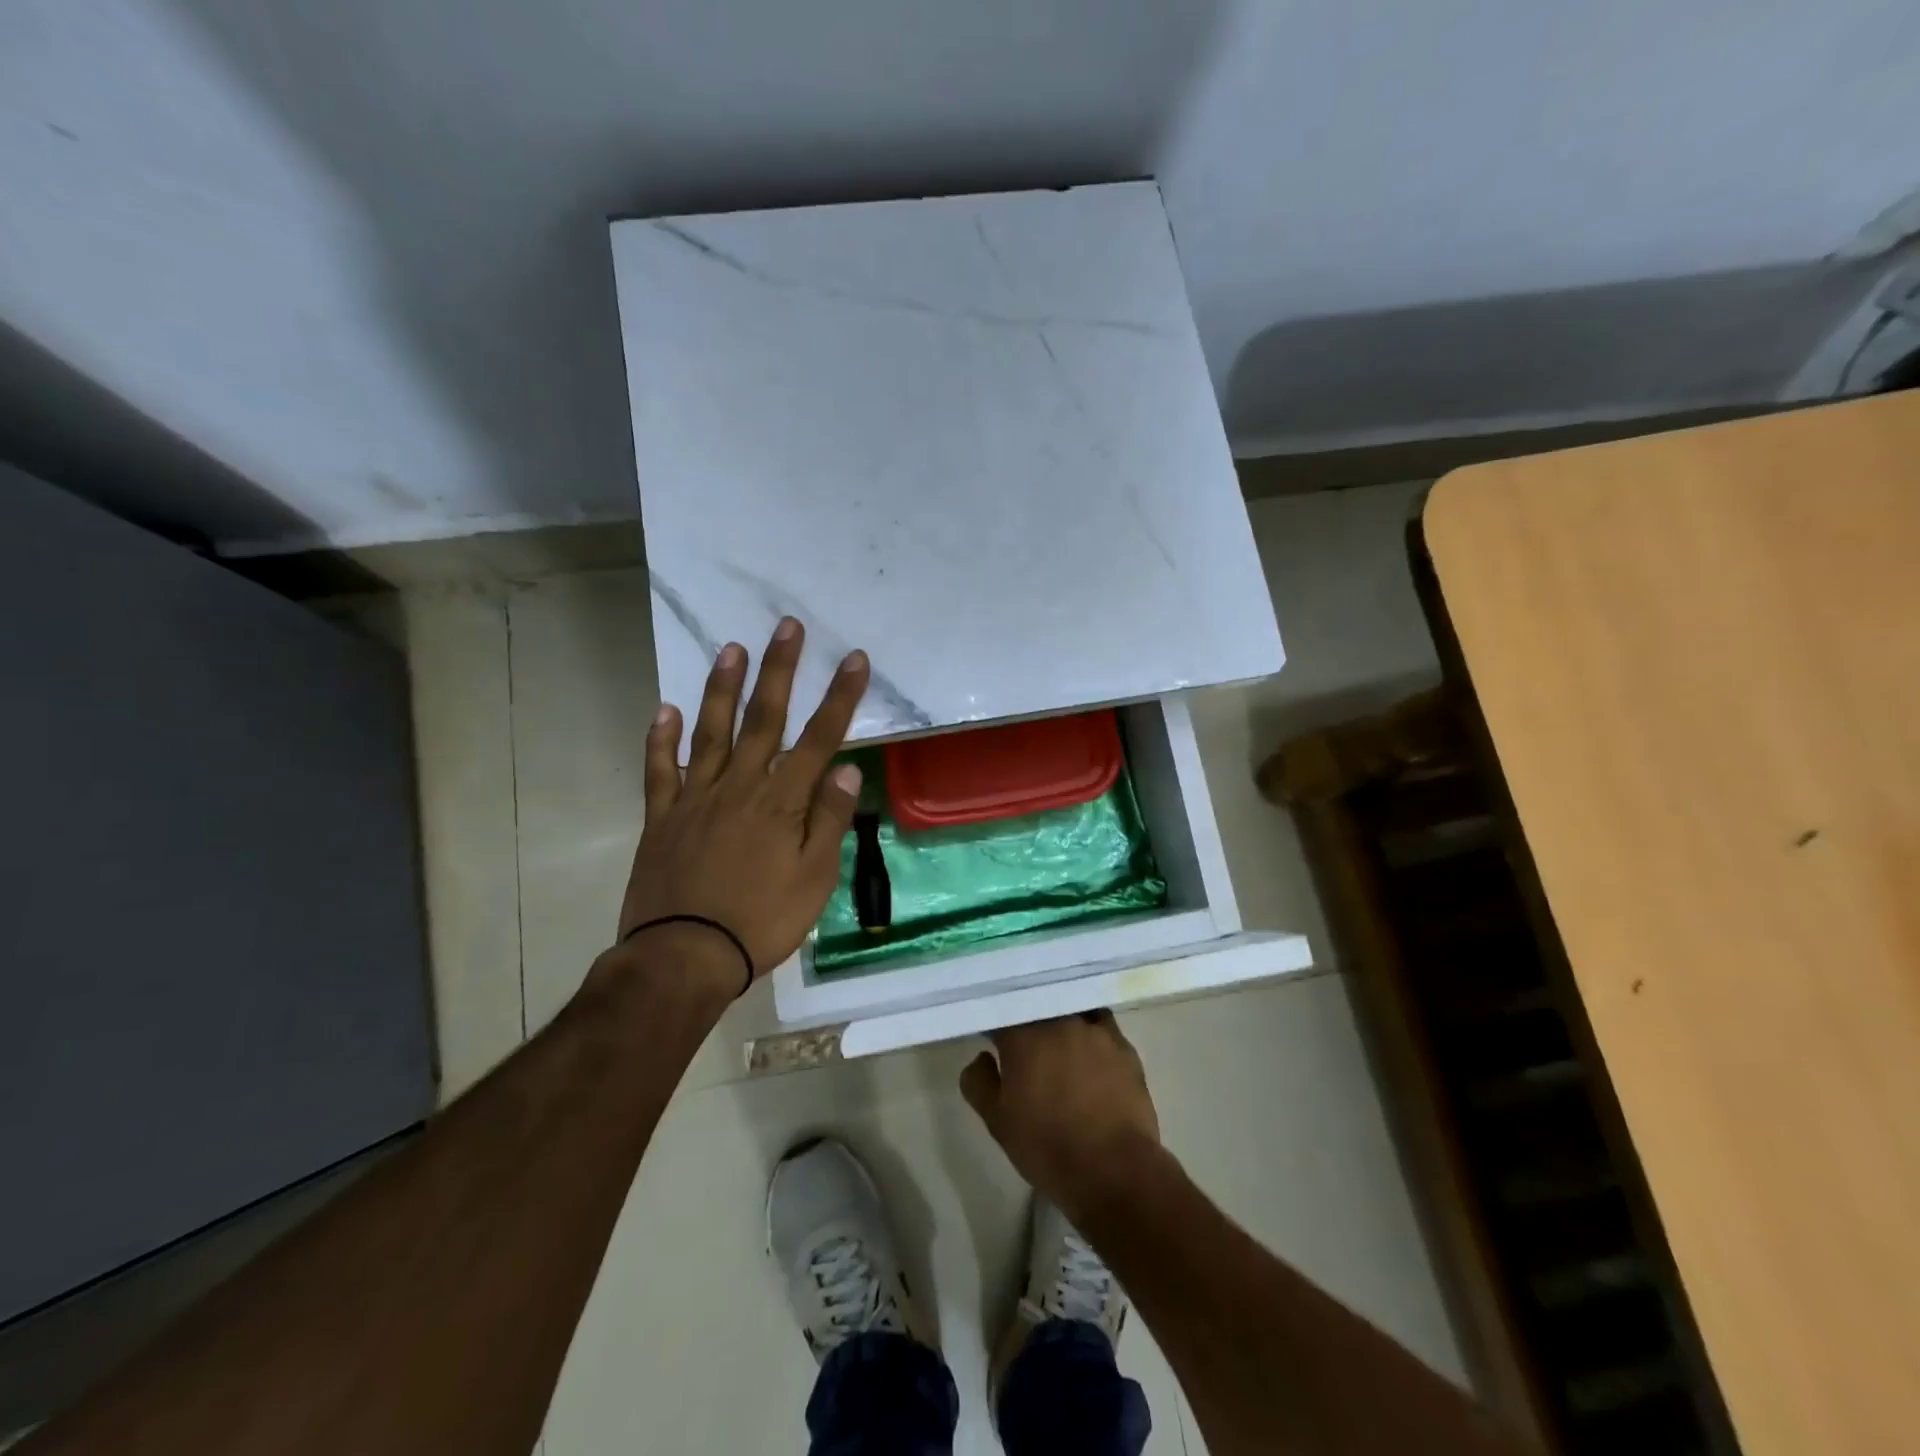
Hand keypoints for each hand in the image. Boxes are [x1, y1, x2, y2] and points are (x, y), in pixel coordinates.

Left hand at [601, 617, 869, 1002]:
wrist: (685, 956)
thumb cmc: (761, 920)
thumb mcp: (813, 878)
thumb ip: (828, 819)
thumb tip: (845, 767)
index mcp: (781, 801)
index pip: (818, 738)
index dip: (840, 697)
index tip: (854, 659)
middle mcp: (739, 786)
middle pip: (763, 719)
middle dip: (779, 671)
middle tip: (786, 627)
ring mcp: (696, 797)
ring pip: (711, 732)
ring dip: (723, 688)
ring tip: (731, 649)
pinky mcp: (663, 817)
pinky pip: (660, 770)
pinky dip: (661, 739)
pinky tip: (666, 709)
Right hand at [960, 1012, 1161, 1226]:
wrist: (1114, 1170)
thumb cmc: (1047, 1146)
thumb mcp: (997, 1122)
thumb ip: (979, 1082)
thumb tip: (983, 1057)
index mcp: (1023, 1036)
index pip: (1002, 1013)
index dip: (996, 1024)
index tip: (993, 1038)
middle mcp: (1059, 1021)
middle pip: (1039, 1008)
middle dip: (1029, 1021)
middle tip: (1026, 1044)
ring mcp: (1095, 1030)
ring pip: (1072, 1012)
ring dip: (1062, 1023)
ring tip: (1061, 1046)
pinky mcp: (1124, 1046)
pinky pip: (1101, 1027)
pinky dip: (1091, 1034)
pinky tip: (1091, 1054)